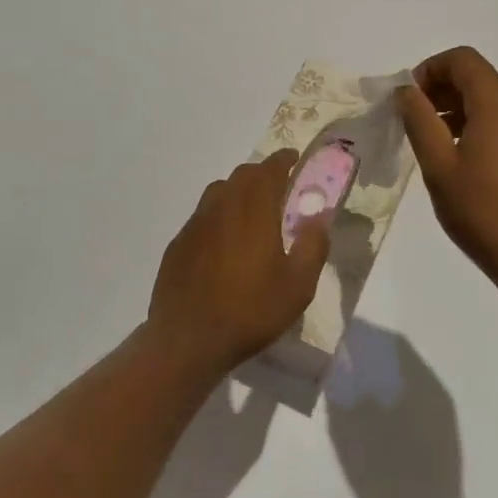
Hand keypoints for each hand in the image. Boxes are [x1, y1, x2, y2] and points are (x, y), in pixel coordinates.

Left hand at [148, 151, 330, 374]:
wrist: (187, 339)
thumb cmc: (250, 311)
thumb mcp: (298, 286)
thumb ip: (313, 246)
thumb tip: (319, 217)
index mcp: (253, 210)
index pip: (269, 170)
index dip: (283, 160)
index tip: (294, 158)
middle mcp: (221, 207)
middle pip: (242, 176)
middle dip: (262, 174)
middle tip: (278, 188)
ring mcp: (195, 224)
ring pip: (218, 192)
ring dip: (238, 192)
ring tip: (251, 212)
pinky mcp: (178, 244)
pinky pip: (202, 217)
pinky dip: (218, 217)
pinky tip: (223, 243)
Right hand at [397, 46, 497, 303]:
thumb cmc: (484, 214)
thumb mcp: (439, 167)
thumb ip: (419, 120)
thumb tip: (407, 90)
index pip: (463, 60)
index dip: (430, 69)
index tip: (410, 98)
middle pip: (481, 80)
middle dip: (444, 93)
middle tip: (417, 124)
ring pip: (497, 102)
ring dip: (464, 112)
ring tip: (441, 147)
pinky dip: (487, 128)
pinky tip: (472, 163)